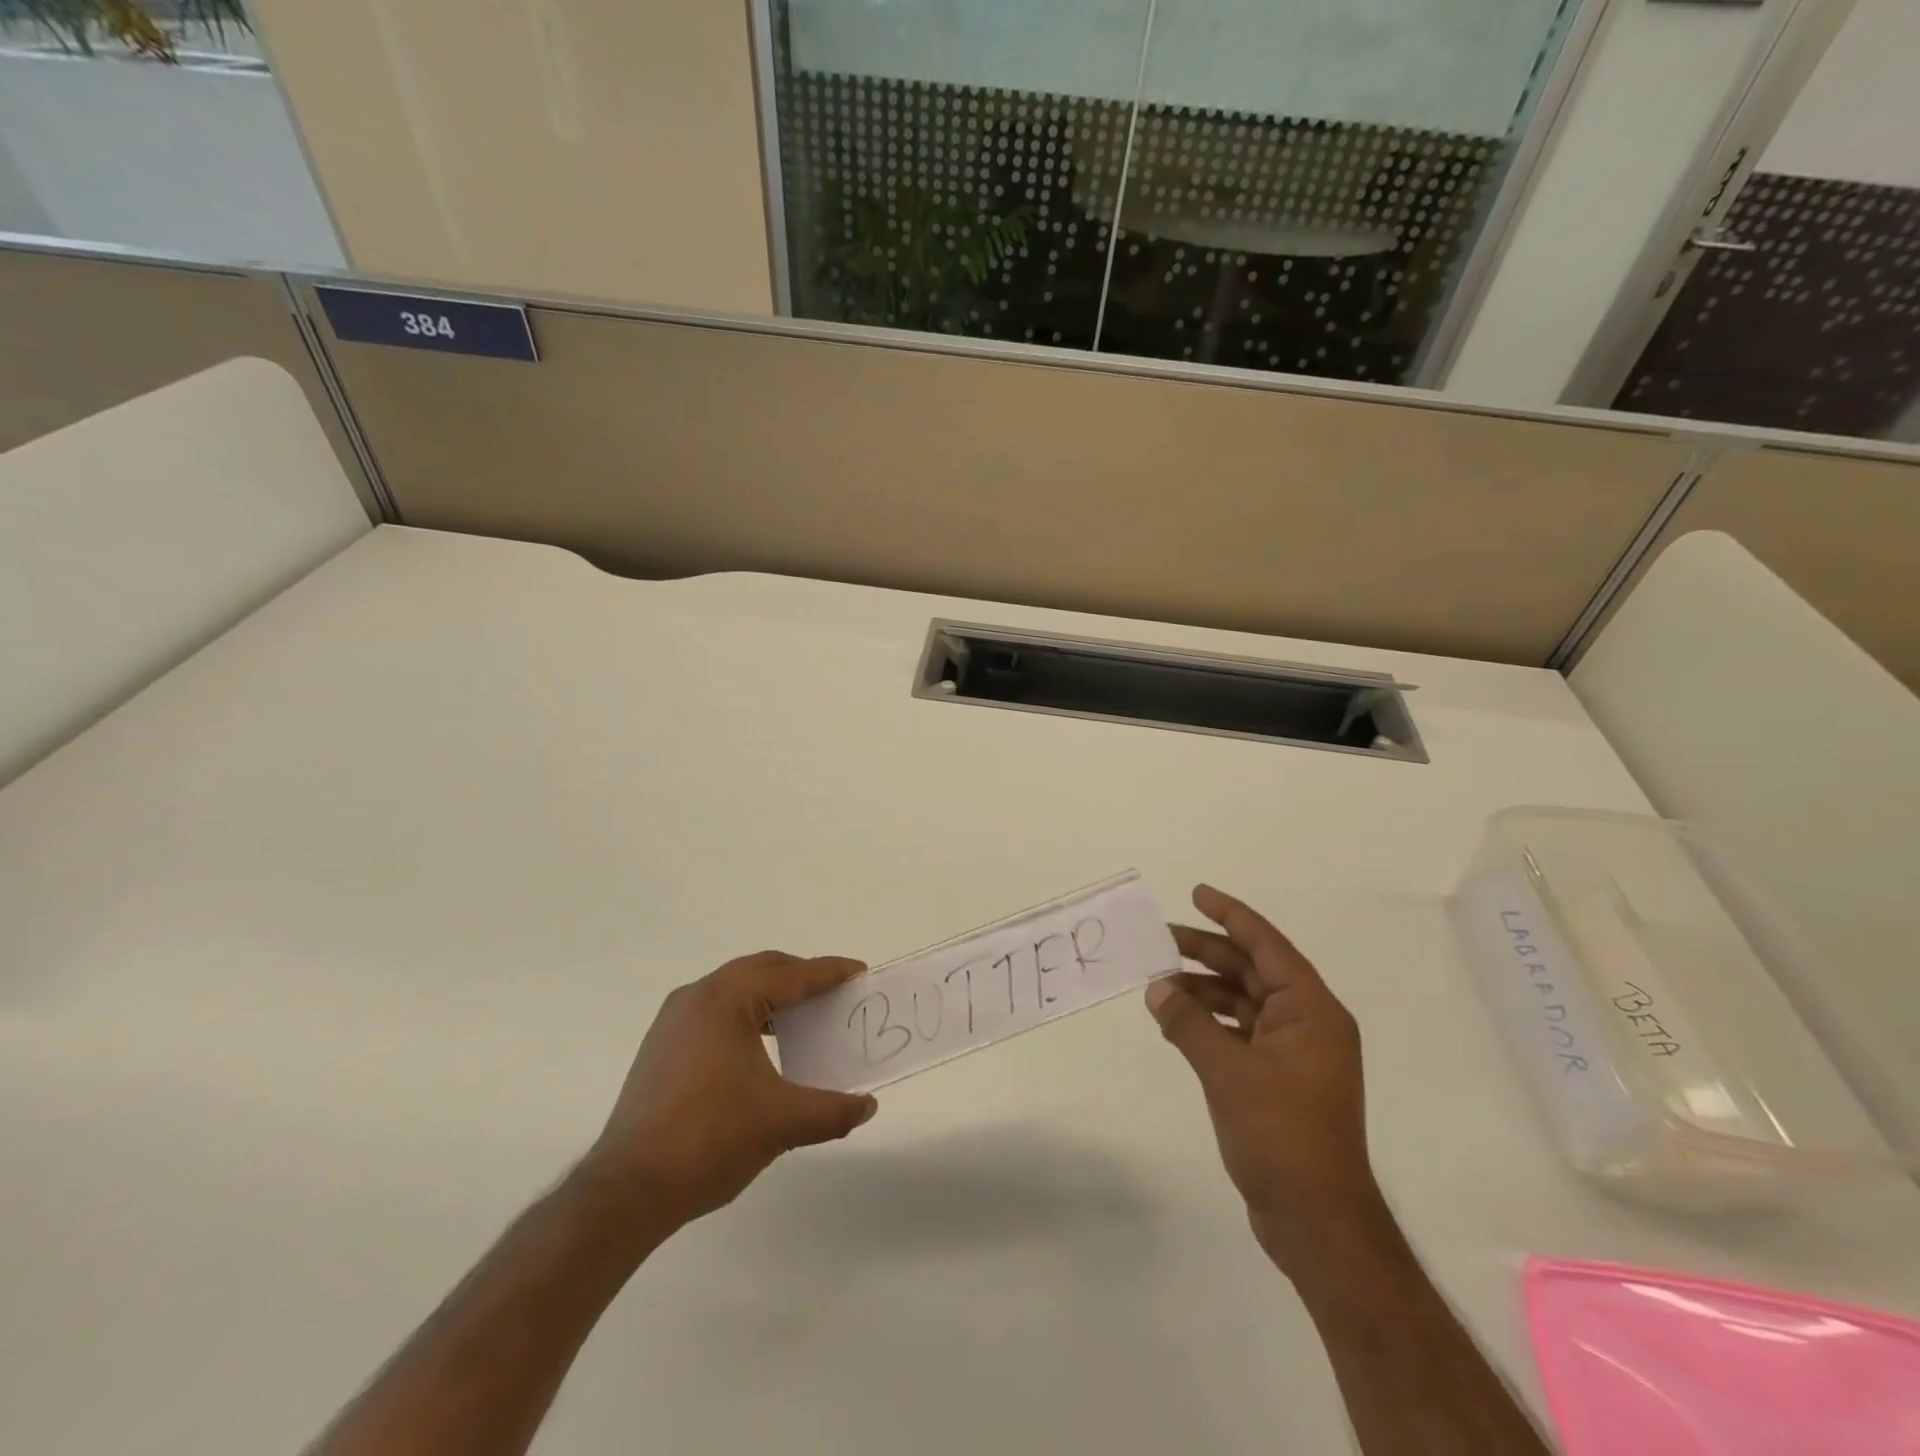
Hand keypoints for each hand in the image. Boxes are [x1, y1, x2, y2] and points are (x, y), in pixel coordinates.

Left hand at [582, 952, 878, 1230]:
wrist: (627, 1190)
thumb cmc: (710, 1140)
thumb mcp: (782, 1123)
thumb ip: (832, 1111)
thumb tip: (868, 1106)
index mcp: (728, 999)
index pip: (791, 975)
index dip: (829, 973)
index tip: (859, 971)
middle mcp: (698, 996)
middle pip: (762, 969)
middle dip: (801, 976)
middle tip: (835, 993)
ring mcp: (674, 1019)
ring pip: (736, 987)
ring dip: (773, 994)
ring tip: (804, 1017)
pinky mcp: (662, 1045)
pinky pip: (716, 1009)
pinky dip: (747, 1012)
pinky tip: (762, 1044)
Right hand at [1147, 885, 1380, 1269]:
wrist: (1317, 1221)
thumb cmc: (1281, 1135)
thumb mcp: (1227, 1072)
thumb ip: (1188, 1024)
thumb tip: (1156, 987)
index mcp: (1311, 1011)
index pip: (1267, 946)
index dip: (1231, 915)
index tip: (1196, 894)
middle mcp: (1308, 1024)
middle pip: (1252, 971)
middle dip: (1207, 952)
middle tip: (1160, 939)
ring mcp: (1294, 1055)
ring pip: (1243, 1003)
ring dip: (1203, 991)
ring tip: (1158, 984)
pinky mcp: (1279, 1081)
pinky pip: (1239, 1033)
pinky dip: (1209, 1024)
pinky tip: (1175, 1023)